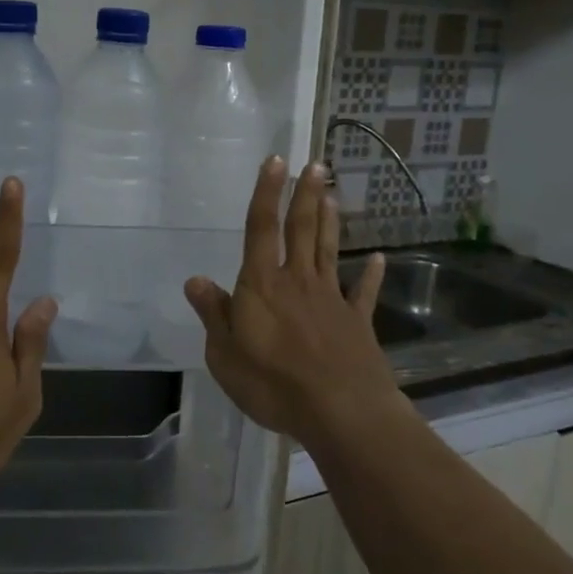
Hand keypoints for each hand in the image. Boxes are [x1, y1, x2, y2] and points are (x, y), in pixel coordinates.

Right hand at [183, 156, 397, 441]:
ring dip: (329, 221)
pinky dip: (370, 275)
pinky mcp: (357, 323)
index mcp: (262, 285)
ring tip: (332, 194)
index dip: (266, 193)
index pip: (261, 229)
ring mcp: (331, 299)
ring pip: (328, 251)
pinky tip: (377, 258)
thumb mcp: (225, 354)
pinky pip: (362, 293)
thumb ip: (214, 314)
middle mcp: (297, 281)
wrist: (341, 412)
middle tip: (317, 165)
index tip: (276, 161)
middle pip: (301, 230)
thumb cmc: (273, 384)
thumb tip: (195, 280)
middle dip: (306, 195)